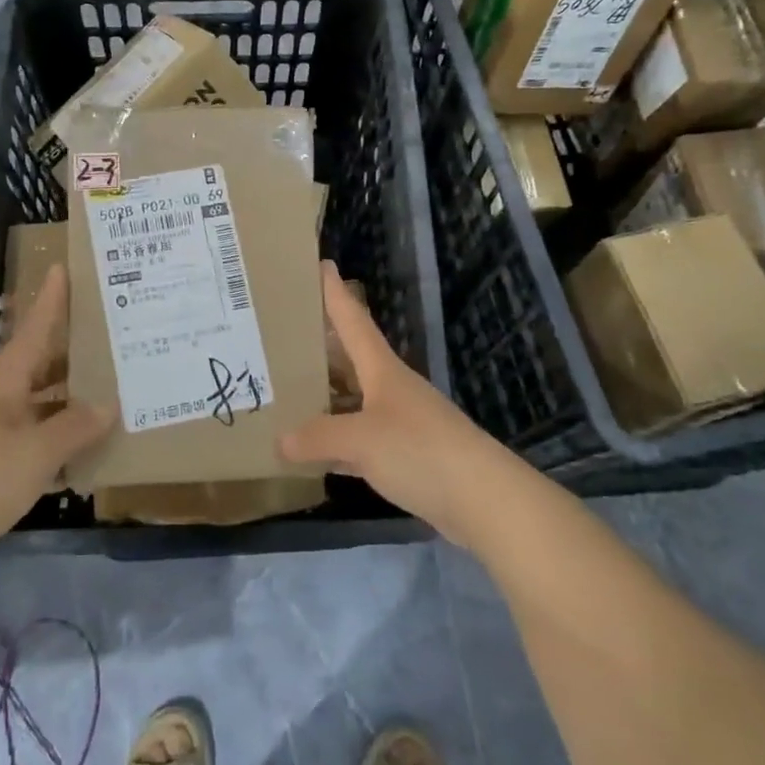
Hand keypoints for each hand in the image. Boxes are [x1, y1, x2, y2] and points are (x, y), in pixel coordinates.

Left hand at [0, 265, 112, 570]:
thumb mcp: (36, 452)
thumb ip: (74, 427)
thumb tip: (108, 405)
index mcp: (4, 385)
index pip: (33, 331)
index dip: (50, 301)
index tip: (62, 267)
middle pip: (37, 367)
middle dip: (69, 352)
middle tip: (106, 339)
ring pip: (35, 405)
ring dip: (65, 399)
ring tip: (105, 394)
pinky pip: (29, 439)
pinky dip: (54, 439)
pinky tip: (78, 453)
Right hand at [279, 262, 525, 549]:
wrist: (484, 500)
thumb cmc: (421, 451)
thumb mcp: (360, 439)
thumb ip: (317, 437)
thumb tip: (279, 442)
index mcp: (383, 370)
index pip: (353, 320)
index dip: (335, 293)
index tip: (321, 264)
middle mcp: (391, 389)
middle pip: (350, 359)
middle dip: (320, 345)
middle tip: (281, 333)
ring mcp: (400, 423)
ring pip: (352, 401)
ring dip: (324, 396)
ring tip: (285, 390)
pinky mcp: (405, 457)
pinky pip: (359, 440)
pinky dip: (335, 442)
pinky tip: (313, 451)